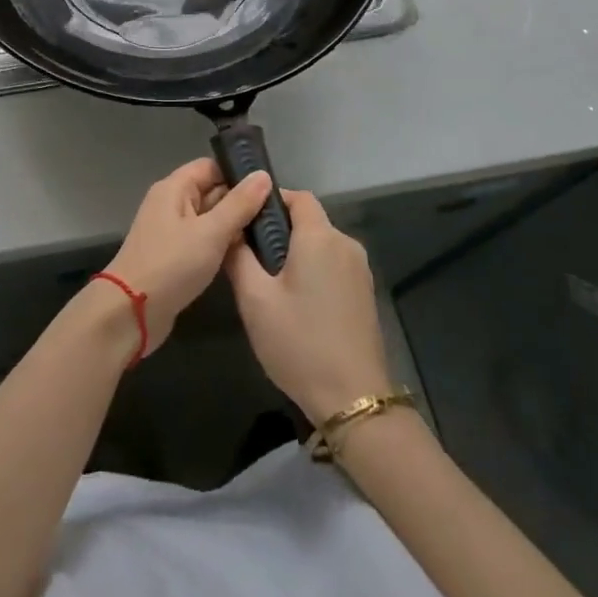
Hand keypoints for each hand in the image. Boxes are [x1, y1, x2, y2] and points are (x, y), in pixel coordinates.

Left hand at [104, 159, 272, 354]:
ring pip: (209, 218)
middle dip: (241, 200)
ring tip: (271, 232)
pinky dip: (222, 244)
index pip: (210, 166)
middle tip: (277, 212)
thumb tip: (263, 175)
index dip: (238, 173)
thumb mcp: (210, 232)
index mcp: (174, 188)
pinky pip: (203, 240)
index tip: (271, 185)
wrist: (130, 312)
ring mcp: (171, 231)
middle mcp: (171, 203)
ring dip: (234, 225)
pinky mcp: (174, 256)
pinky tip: (247, 254)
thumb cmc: (171, 264)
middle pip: (211, 191)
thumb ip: (238, 204)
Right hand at [226, 190, 391, 422]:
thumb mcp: (255, 300)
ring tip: (268, 285)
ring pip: (321, 245)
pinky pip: (333, 266)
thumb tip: (232, 231)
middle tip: (249, 258)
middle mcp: (346, 245)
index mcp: (320, 237)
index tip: (245, 220)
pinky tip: (295, 304)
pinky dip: (312, 271)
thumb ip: (238, 257)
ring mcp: (360, 271)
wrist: (353, 400)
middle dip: (279, 231)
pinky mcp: (365, 294)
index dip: (270, 200)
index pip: (298, 196)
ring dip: (296, 254)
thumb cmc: (299, 343)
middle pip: (309, 221)